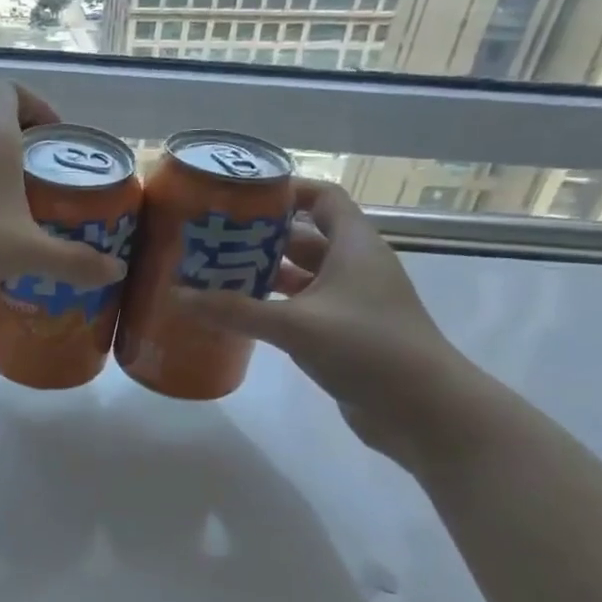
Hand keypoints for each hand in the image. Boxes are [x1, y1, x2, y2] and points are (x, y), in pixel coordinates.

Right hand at [176, 179, 485, 468]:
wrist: (425, 410)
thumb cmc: (368, 348)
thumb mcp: (296, 325)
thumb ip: (236, 309)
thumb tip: (176, 294)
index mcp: (354, 245)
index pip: (322, 198)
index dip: (287, 191)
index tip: (241, 196)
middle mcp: (355, 265)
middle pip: (304, 236)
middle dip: (261, 237)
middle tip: (213, 239)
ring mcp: (351, 301)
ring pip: (302, 275)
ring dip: (264, 273)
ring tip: (215, 274)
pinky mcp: (345, 333)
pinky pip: (303, 307)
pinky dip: (274, 305)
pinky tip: (240, 314)